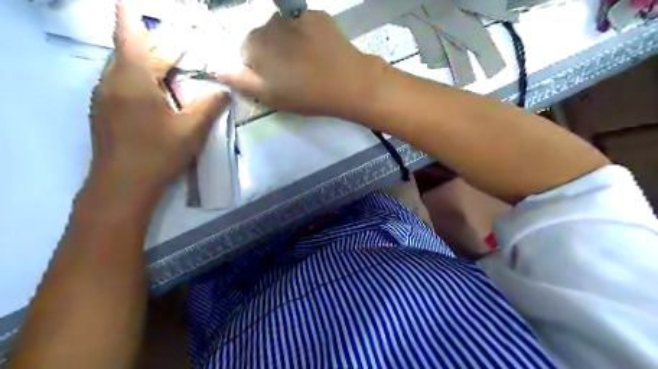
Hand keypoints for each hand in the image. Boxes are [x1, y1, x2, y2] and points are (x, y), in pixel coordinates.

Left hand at [88, 1, 229, 200]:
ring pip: (123, 69)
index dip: (130, 16)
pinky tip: (155, 92)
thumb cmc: (158, 153)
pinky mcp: (104, 113)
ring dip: (145, 63)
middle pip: (130, 53)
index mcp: (132, 81)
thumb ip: (209, 107)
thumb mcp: (191, 130)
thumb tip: (226, 91)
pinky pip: (120, 84)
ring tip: (168, 66)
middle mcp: (112, 83)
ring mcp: (104, 98)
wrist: (122, 185)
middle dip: (152, 45)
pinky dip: (138, 79)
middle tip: (176, 44)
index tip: (129, 1)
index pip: (130, 38)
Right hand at [217, 10, 385, 115]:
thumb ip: (240, 81)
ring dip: (290, 43)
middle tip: (293, 75)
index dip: (259, 70)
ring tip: (308, 63)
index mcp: (254, 44)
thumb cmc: (306, 95)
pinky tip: (320, 52)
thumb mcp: (269, 96)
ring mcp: (295, 16)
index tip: (276, 82)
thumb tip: (216, 69)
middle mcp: (269, 23)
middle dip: (273, 54)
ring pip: (283, 30)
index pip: (246, 54)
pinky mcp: (317, 14)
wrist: (348, 83)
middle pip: (264, 38)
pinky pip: (303, 24)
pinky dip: (307, 36)